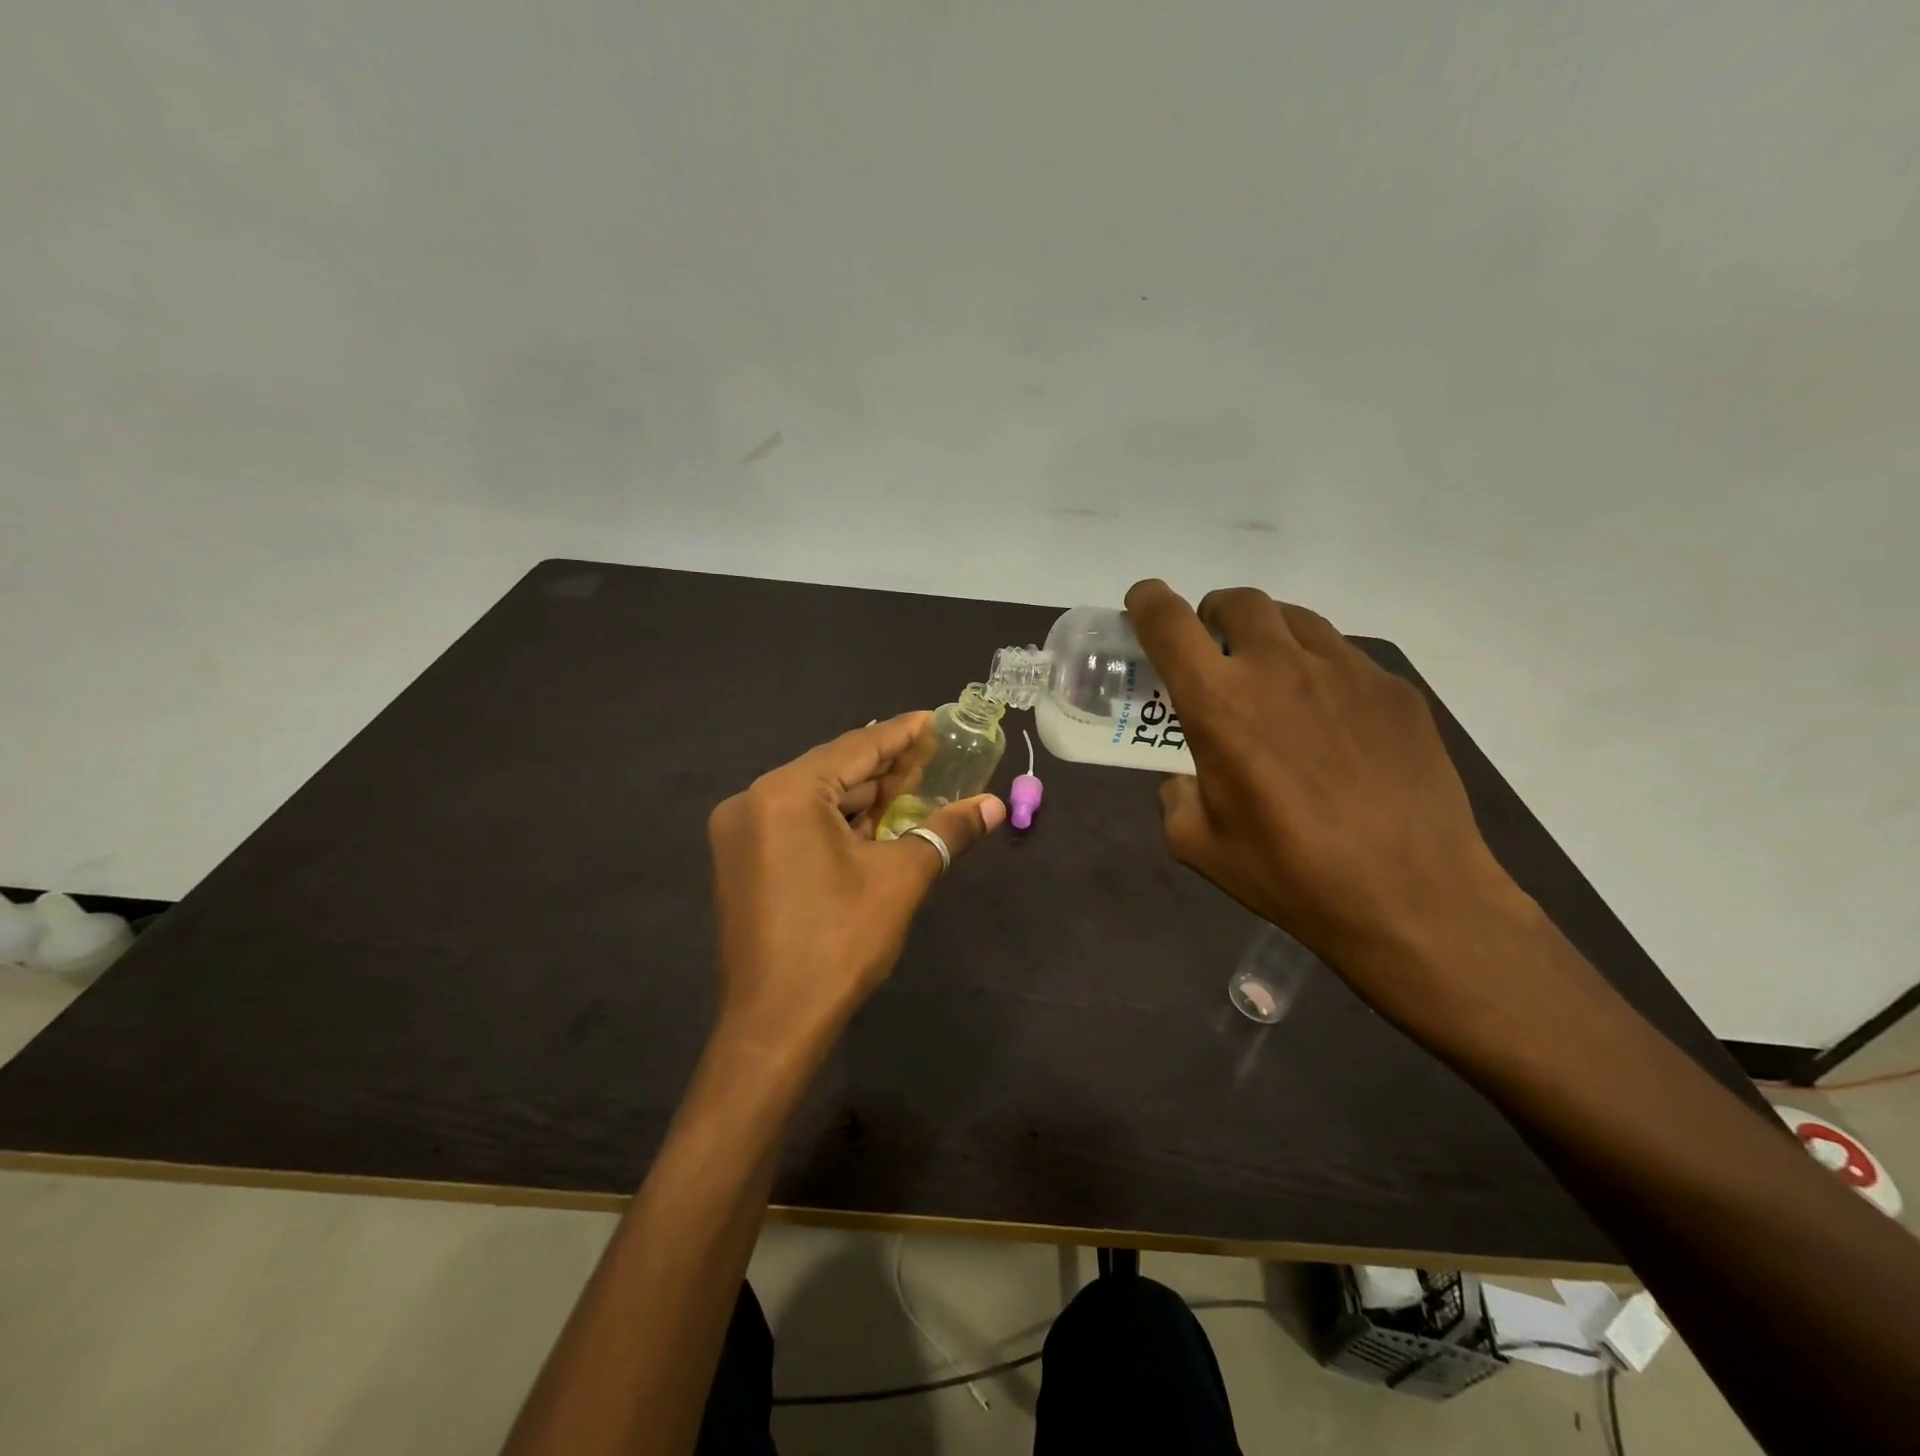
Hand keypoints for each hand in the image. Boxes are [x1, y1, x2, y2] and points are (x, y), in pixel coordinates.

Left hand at [707, 713, 1004, 1050]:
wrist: (774, 1023)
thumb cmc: (839, 942)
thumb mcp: (901, 878)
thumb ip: (947, 832)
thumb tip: (995, 805)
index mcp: (786, 793)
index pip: (856, 748)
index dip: (901, 735)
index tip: (932, 720)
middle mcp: (754, 801)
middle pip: (833, 770)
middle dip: (884, 768)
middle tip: (932, 756)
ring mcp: (741, 832)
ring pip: (814, 799)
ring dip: (862, 796)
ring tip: (910, 787)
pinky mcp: (742, 860)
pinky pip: (796, 823)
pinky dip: (836, 821)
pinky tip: (873, 822)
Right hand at [1125, 580, 1547, 1040]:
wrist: (1413, 897)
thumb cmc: (1290, 873)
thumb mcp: (1199, 845)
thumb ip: (1176, 796)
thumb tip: (1189, 779)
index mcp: (1219, 702)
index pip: (1170, 623)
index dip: (1147, 601)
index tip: (1142, 602)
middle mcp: (1279, 668)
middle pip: (1238, 601)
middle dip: (1213, 614)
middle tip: (1215, 650)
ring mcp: (1346, 671)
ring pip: (1295, 620)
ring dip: (1268, 635)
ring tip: (1272, 679)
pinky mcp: (1395, 691)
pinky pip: (1345, 657)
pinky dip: (1320, 670)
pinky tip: (1331, 721)